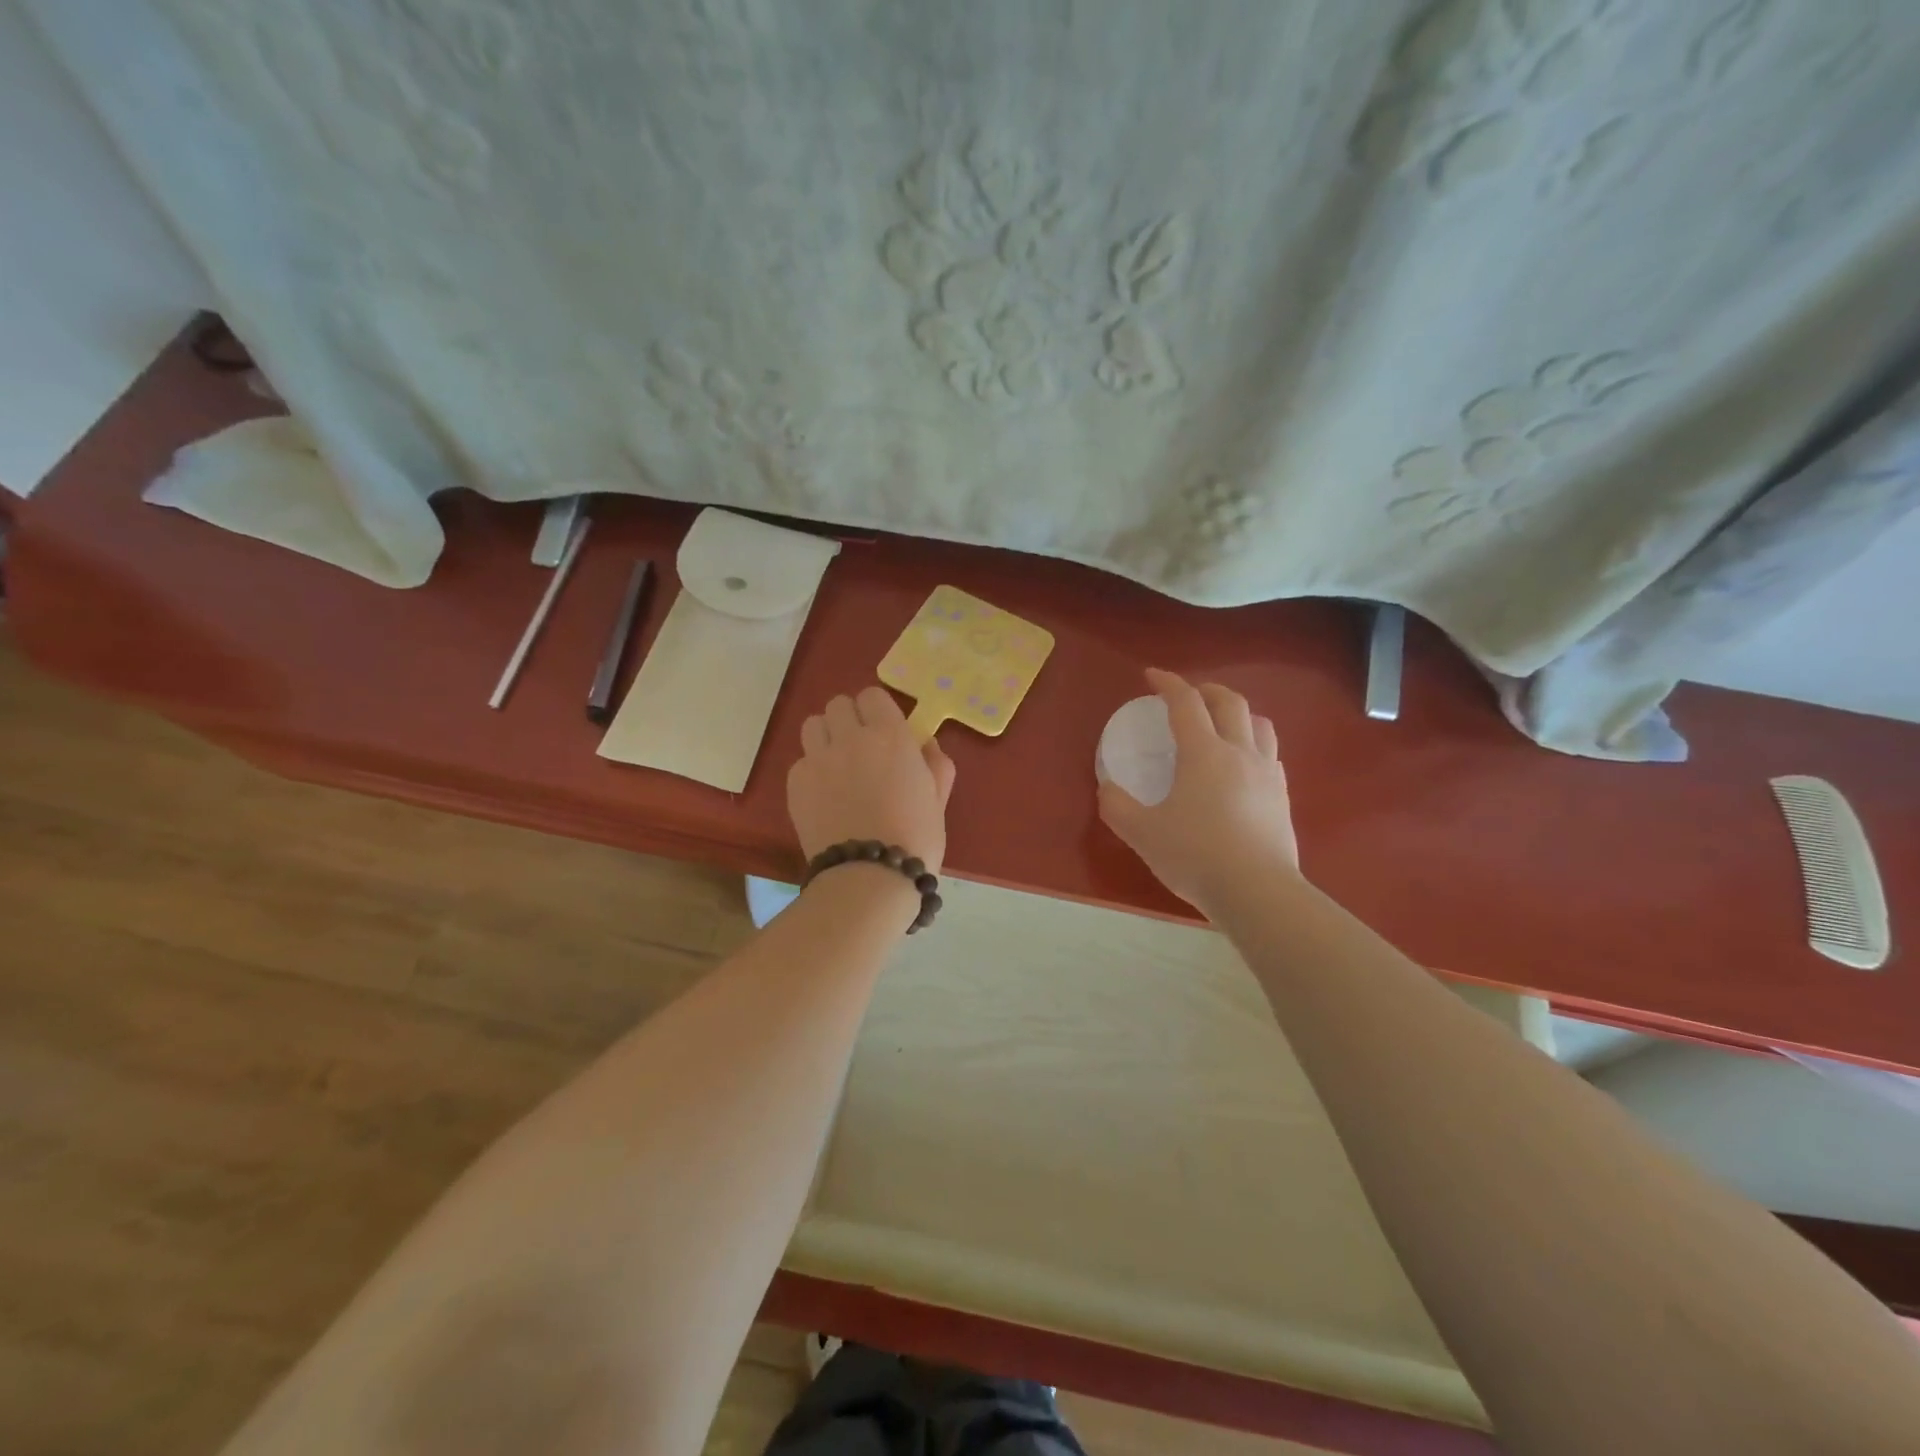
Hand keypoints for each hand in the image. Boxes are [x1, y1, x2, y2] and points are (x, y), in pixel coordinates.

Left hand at [789, 686, 956, 871]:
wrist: (869, 876)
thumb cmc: (915, 839)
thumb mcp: (937, 799)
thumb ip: (935, 764)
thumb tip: (925, 744)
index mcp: (891, 735)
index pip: (872, 695)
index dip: (877, 710)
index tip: (883, 731)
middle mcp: (851, 737)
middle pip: (839, 705)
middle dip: (849, 720)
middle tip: (859, 747)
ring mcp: (818, 758)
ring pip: (813, 725)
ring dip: (825, 737)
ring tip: (836, 764)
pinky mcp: (796, 782)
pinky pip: (800, 760)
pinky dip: (812, 769)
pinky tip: (824, 795)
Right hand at [1098, 668, 1297, 909]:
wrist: (1258, 892)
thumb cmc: (1195, 856)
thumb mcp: (1142, 833)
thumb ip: (1117, 807)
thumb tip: (1107, 788)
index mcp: (1204, 753)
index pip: (1186, 703)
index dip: (1168, 683)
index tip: (1152, 676)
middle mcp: (1240, 753)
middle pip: (1230, 702)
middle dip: (1206, 690)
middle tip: (1187, 695)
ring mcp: (1268, 774)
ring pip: (1260, 724)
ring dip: (1237, 713)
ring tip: (1221, 723)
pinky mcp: (1283, 797)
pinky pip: (1271, 755)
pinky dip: (1253, 745)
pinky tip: (1242, 765)